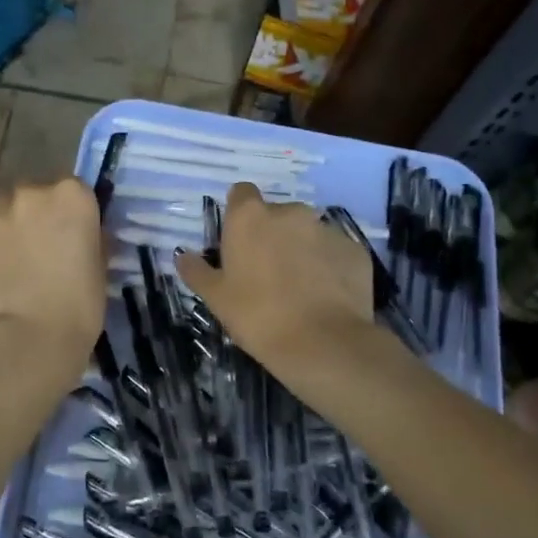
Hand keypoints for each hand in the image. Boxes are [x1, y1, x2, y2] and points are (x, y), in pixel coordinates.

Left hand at [0, 179, 105, 371]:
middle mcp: (35, 192)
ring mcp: (1, 211)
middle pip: (38, 192)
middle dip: (42, 211)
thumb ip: (92, 237)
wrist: (32, 333)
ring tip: (19, 250)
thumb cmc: (80, 302)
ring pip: (7, 204)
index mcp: (73, 195)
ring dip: (14, 219)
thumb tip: (85, 234)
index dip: (76, 210)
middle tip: (47, 243)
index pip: (76, 189)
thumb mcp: (101, 264)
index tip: (77, 232)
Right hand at [175, 183, 373, 365]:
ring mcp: (326, 228)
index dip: (239, 214)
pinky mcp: (354, 249)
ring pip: (308, 232)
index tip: (238, 241)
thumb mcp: (216, 298)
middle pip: (277, 214)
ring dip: (301, 249)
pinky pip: (334, 252)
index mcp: (250, 217)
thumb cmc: (257, 315)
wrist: (322, 343)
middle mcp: (290, 212)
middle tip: (267, 272)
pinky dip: (329, 266)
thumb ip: (197, 271)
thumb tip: (183, 257)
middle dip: (272, 234)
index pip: (241, 193)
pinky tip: (325, 296)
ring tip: (300, 287)